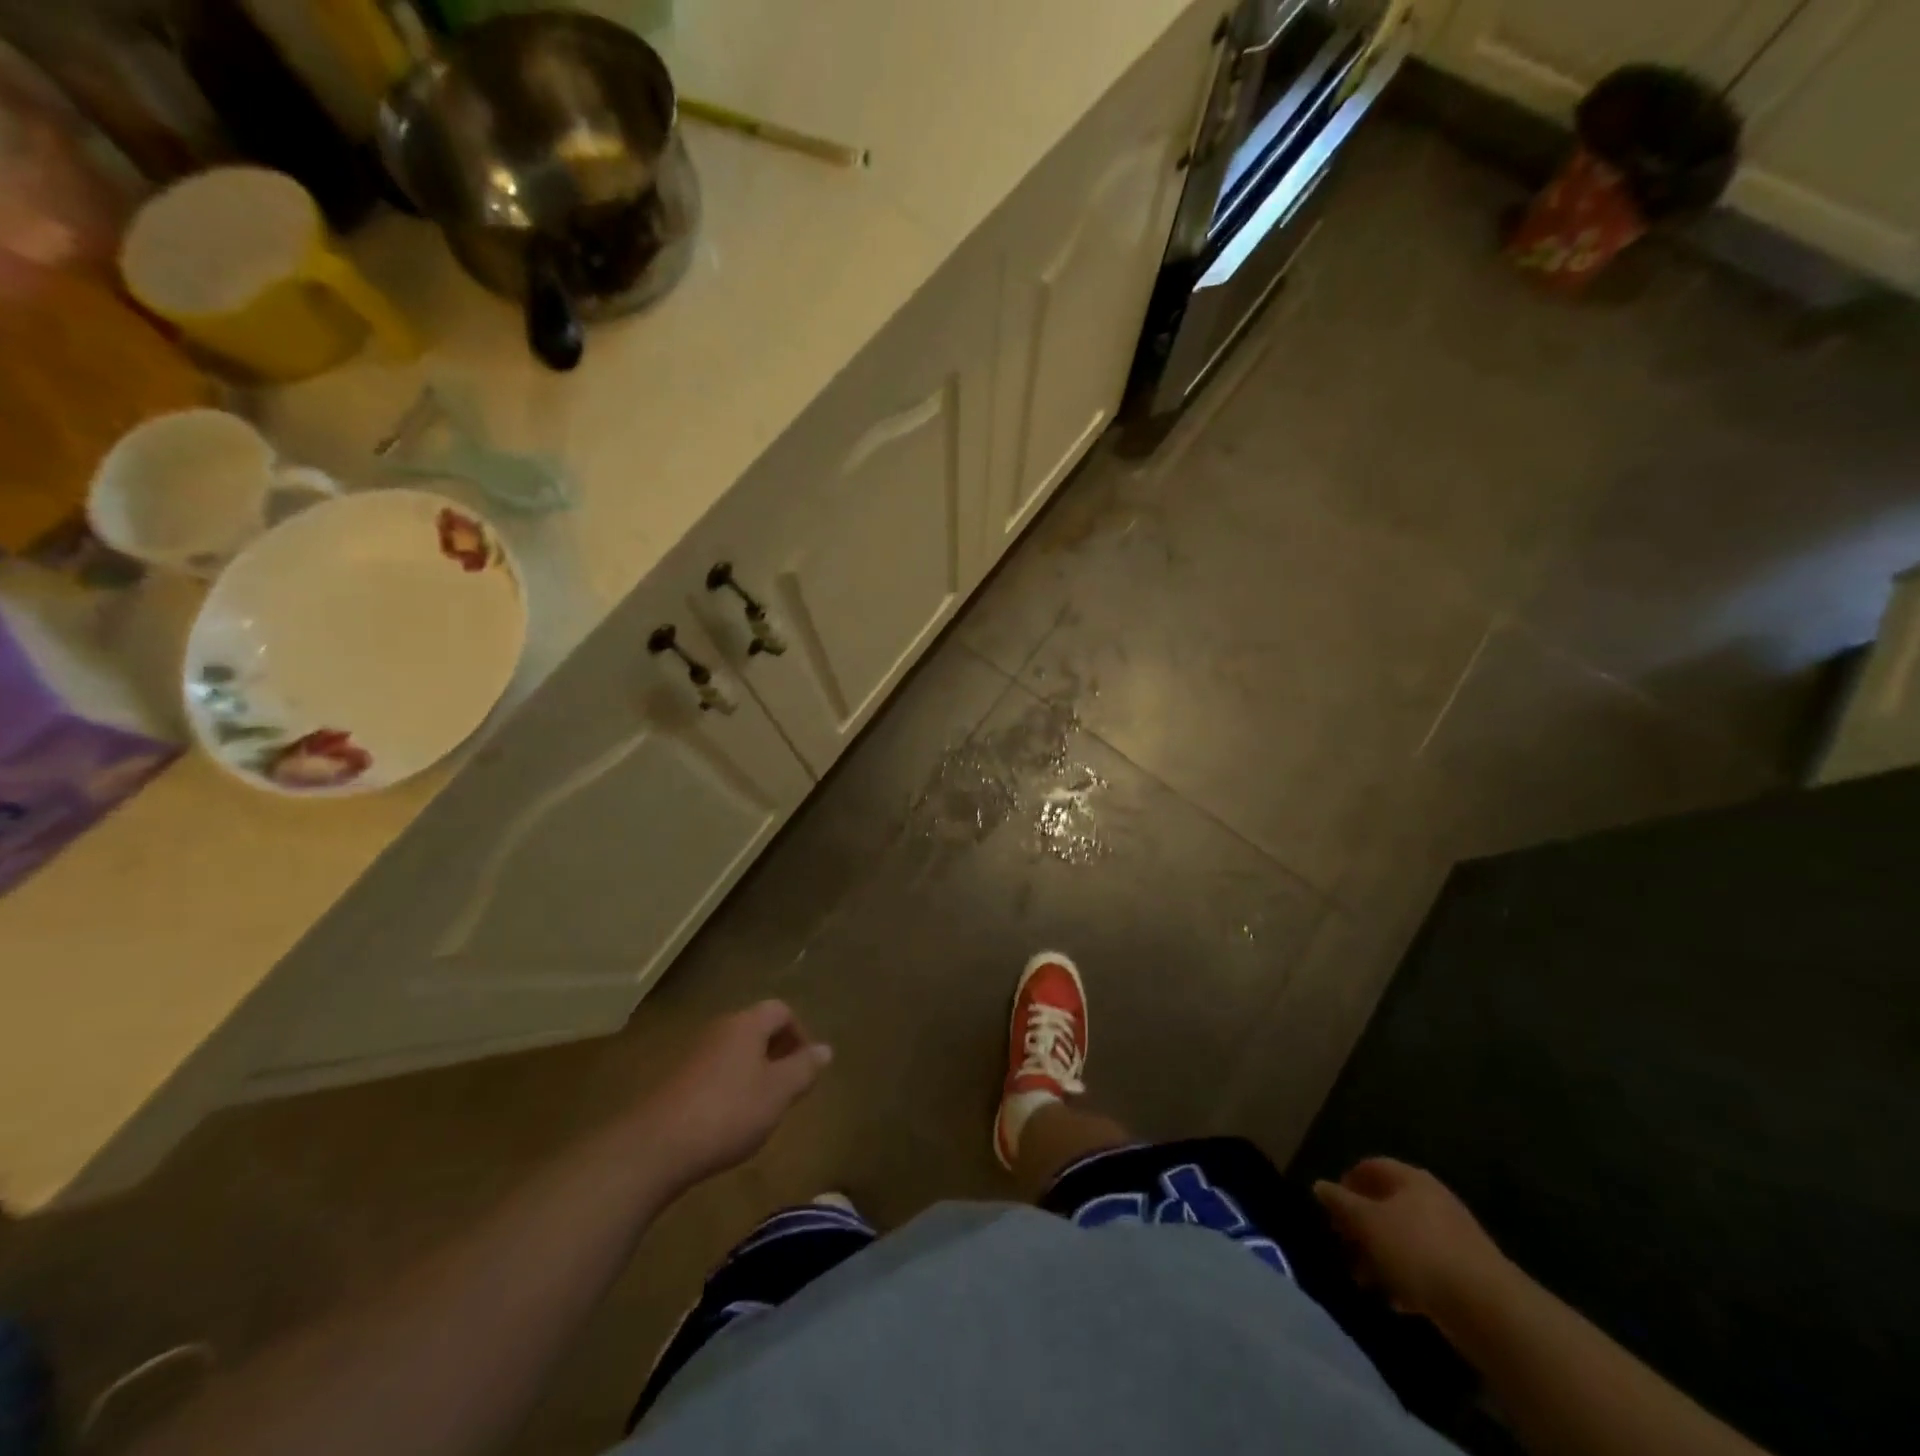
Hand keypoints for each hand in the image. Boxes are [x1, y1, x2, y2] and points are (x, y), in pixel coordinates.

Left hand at [641, 1001, 831, 1185]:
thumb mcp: (779, 1092)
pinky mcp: (674, 1081)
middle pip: (756, 1028)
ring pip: (734, 1052)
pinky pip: (713, 1072)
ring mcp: (693, 1053)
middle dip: (776, 1053)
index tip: (806, 1066)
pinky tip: (728, 1121)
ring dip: (752, 1071)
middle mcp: (719, 1029)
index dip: (800, 1033)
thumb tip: (826, 1049)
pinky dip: (728, 1087)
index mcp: (746, 1024)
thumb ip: (804, 1068)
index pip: (781, 1010)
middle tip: (787, 1087)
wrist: (655, 1147)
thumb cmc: (729, 1112)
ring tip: (761, 1107)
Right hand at [1313, 1158, 1513, 1330]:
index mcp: (1411, 1179)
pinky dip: (1406, 1278)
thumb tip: (1320, 1185)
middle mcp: (1433, 1200)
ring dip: (1380, 1256)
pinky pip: (1425, 1266)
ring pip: (1404, 1238)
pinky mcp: (1465, 1272)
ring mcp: (1452, 1237)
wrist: (1489, 1309)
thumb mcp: (1369, 1223)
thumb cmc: (1419, 1251)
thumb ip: (1341, 1203)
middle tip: (1344, 1246)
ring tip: (1365, 1280)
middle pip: (1387, 1204)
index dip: (1347, 1182)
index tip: (1331, 1209)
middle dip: (1362, 1226)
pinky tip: (1396, 1300)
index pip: (1371, 1167)